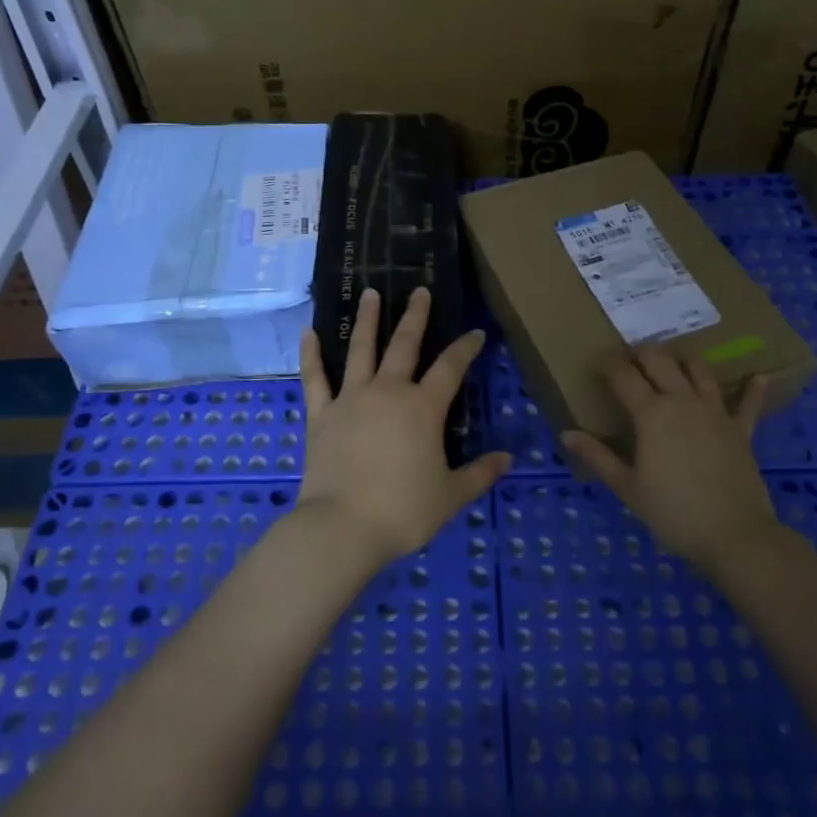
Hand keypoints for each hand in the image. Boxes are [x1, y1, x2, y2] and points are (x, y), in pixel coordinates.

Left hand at [296, 288, 511, 564]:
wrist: (343, 526)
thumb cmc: (403, 511)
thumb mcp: (451, 495)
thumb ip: (480, 474)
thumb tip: (508, 459)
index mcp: (423, 408)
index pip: (451, 368)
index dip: (465, 348)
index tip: (475, 332)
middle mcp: (388, 392)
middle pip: (405, 345)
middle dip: (416, 316)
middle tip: (420, 290)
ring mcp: (351, 399)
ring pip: (361, 350)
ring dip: (367, 320)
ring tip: (370, 294)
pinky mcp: (321, 414)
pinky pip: (315, 378)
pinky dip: (311, 355)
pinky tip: (308, 332)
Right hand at [561, 346, 777, 570]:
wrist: (733, 535)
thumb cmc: (672, 512)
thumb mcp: (626, 487)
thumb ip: (597, 456)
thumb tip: (567, 434)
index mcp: (651, 413)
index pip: (623, 375)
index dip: (608, 365)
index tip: (599, 365)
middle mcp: (682, 400)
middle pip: (660, 359)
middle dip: (641, 354)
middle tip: (630, 363)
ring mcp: (715, 411)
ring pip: (698, 369)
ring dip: (682, 360)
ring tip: (672, 363)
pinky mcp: (741, 428)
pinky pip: (748, 403)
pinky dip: (752, 388)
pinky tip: (758, 375)